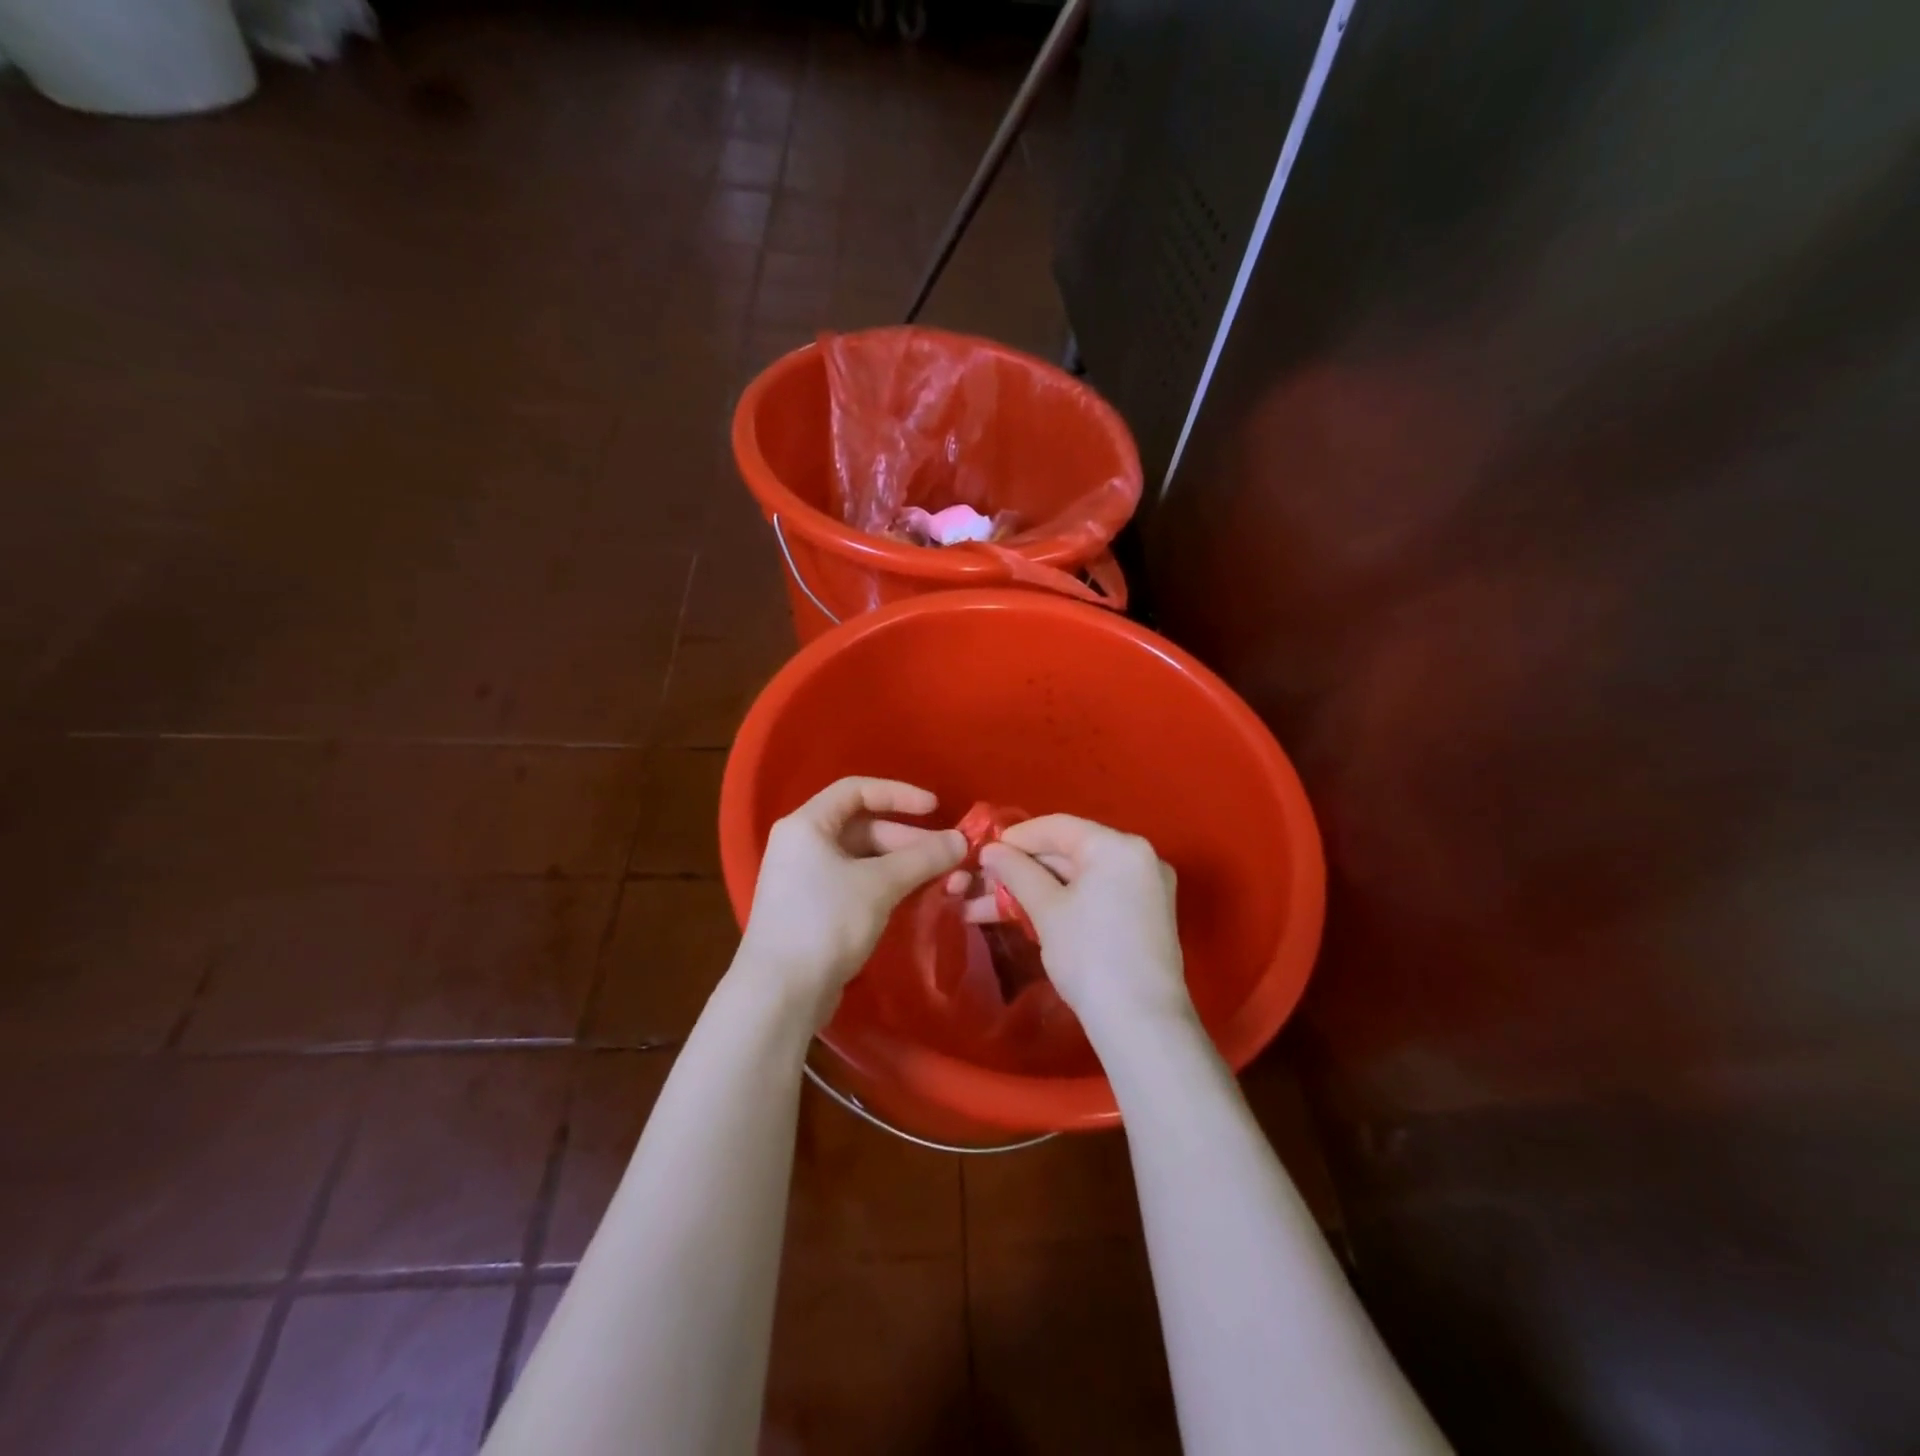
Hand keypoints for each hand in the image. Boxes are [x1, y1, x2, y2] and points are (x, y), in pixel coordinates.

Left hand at [739, 778, 966, 1025]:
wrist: (780, 993)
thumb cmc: (825, 922)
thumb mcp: (879, 884)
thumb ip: (922, 858)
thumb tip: (961, 840)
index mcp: (807, 825)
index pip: (856, 790)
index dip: (899, 794)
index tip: (935, 808)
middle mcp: (801, 845)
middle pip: (862, 827)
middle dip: (907, 838)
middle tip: (946, 856)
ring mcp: (805, 879)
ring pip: (862, 858)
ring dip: (902, 864)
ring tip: (940, 879)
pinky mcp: (813, 910)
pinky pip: (856, 883)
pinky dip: (886, 885)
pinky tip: (914, 898)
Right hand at [962, 815, 1192, 1038]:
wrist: (1141, 1023)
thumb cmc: (1090, 955)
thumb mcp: (1046, 909)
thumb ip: (1016, 871)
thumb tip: (990, 850)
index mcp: (1118, 846)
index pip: (1058, 827)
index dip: (1016, 838)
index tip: (982, 852)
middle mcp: (1138, 858)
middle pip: (1068, 852)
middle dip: (1020, 870)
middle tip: (980, 883)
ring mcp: (1145, 889)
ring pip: (1077, 879)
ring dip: (1034, 891)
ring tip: (986, 909)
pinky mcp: (1143, 917)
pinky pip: (1095, 896)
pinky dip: (1061, 904)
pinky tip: (1023, 917)